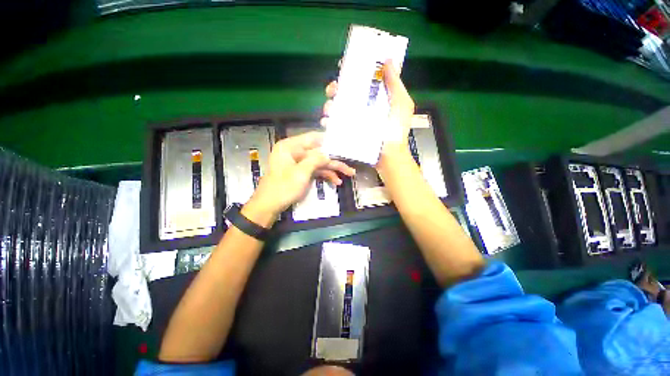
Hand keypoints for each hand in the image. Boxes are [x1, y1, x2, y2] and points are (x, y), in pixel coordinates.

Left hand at [242, 132, 354, 227]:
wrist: (268, 206)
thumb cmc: (283, 188)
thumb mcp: (301, 173)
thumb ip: (316, 160)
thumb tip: (329, 154)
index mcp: (290, 146)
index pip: (313, 138)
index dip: (328, 140)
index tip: (343, 143)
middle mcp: (294, 151)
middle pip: (318, 152)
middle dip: (334, 159)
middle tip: (349, 163)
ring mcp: (297, 163)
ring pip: (318, 162)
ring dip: (332, 169)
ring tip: (348, 174)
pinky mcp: (299, 172)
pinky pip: (314, 170)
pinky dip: (324, 175)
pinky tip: (335, 181)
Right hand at [320, 60, 414, 168]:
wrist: (388, 156)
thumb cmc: (396, 130)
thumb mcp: (401, 104)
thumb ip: (395, 84)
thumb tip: (387, 59)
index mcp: (375, 97)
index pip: (361, 80)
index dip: (351, 70)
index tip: (343, 65)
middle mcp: (362, 107)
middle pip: (345, 93)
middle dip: (335, 88)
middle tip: (333, 90)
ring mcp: (354, 120)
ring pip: (336, 108)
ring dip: (329, 105)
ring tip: (329, 109)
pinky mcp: (348, 132)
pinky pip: (334, 125)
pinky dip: (328, 122)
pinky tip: (327, 122)